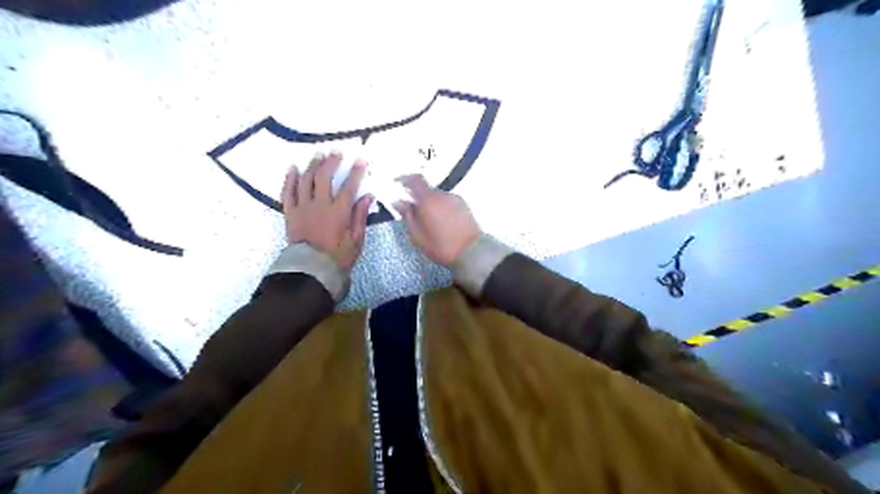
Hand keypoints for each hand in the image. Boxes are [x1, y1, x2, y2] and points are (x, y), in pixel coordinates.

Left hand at [282, 153, 373, 270]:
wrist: (311, 270)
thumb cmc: (338, 257)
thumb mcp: (357, 240)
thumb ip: (360, 216)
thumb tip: (368, 196)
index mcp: (338, 212)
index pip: (349, 186)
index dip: (356, 171)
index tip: (362, 159)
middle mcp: (319, 205)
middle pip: (324, 177)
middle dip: (331, 161)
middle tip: (336, 151)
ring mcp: (302, 208)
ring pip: (306, 180)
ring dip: (312, 165)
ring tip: (318, 154)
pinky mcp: (290, 213)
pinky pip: (287, 192)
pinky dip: (290, 179)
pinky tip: (293, 168)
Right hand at [392, 174, 480, 266]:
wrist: (471, 252)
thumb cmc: (441, 246)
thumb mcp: (418, 235)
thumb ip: (407, 216)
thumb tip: (398, 202)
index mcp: (428, 200)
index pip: (415, 180)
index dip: (406, 179)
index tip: (400, 184)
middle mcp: (442, 195)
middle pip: (427, 190)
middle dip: (419, 199)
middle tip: (415, 214)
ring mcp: (455, 199)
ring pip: (438, 197)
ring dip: (432, 204)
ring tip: (430, 222)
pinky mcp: (465, 206)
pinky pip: (448, 202)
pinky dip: (442, 208)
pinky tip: (442, 223)